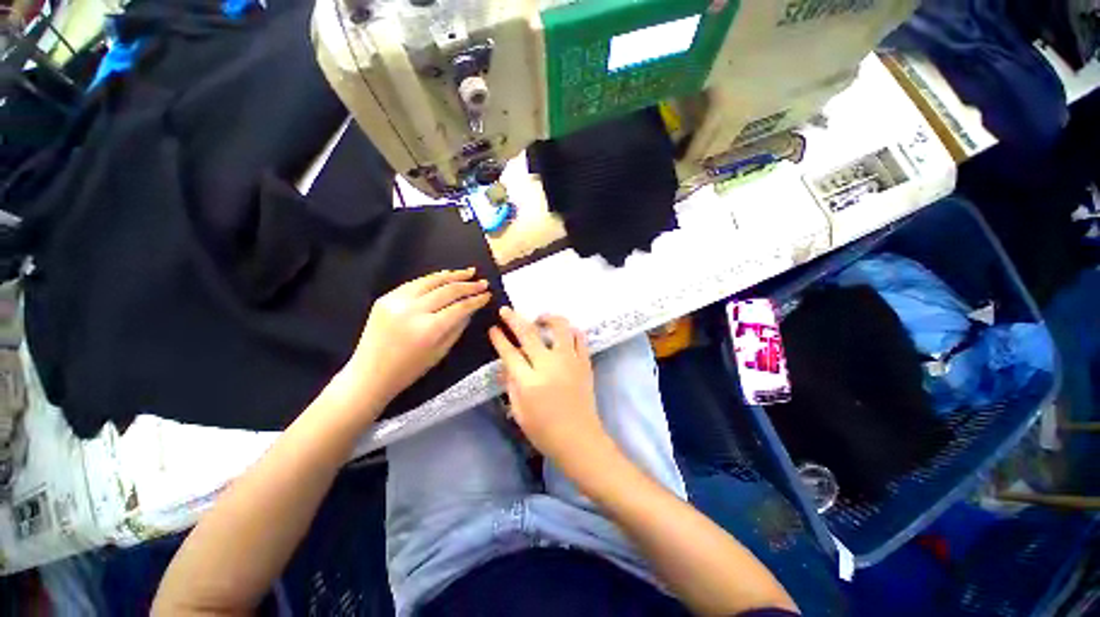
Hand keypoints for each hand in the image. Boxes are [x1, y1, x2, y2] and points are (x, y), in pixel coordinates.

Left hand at [338, 268, 491, 414]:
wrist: (369, 374)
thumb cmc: (409, 370)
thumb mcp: (441, 351)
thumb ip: (458, 326)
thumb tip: (472, 308)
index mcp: (428, 329)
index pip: (460, 307)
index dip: (476, 299)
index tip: (488, 295)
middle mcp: (412, 310)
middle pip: (447, 290)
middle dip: (468, 285)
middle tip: (483, 282)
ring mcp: (396, 301)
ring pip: (430, 281)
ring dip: (452, 275)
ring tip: (468, 272)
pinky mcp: (386, 297)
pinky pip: (414, 283)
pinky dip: (432, 278)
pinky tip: (444, 276)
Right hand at [489, 308, 610, 472]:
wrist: (579, 439)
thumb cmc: (544, 431)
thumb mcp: (519, 412)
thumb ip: (510, 384)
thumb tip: (505, 364)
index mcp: (529, 381)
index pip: (510, 353)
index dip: (500, 339)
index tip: (494, 328)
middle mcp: (549, 365)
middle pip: (529, 334)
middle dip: (514, 319)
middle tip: (506, 310)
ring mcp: (570, 361)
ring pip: (560, 328)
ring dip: (547, 318)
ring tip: (540, 318)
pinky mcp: (585, 363)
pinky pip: (580, 338)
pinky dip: (571, 330)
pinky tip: (563, 332)